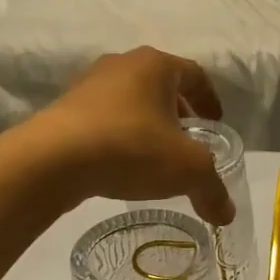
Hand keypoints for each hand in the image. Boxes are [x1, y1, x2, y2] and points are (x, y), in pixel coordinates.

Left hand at [25, 48, 235, 224]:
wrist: (52, 159)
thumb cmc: (131, 147)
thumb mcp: (186, 170)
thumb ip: (212, 189)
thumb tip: (227, 215)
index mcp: (156, 64)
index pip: (195, 74)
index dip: (210, 100)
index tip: (216, 125)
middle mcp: (122, 64)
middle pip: (162, 86)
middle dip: (179, 113)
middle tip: (189, 142)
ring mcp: (89, 85)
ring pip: (131, 101)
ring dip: (148, 125)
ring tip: (156, 157)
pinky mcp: (65, 109)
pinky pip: (105, 119)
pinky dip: (120, 136)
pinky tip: (121, 164)